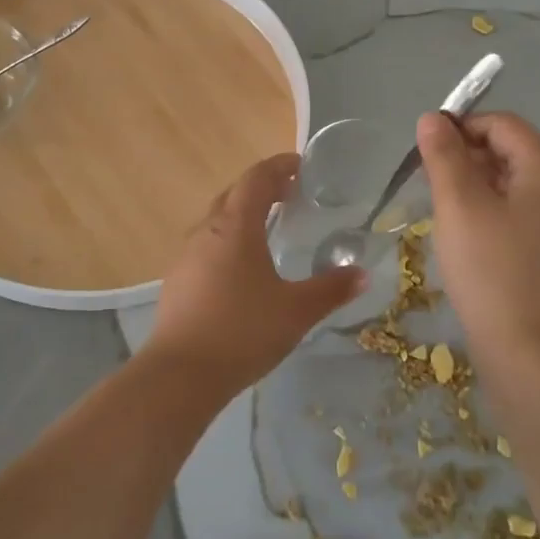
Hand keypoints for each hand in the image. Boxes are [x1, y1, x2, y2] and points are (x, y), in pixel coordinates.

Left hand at [146, 153, 365, 395]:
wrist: (181, 373)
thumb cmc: (244, 330)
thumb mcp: (296, 311)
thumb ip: (330, 290)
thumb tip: (361, 274)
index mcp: (236, 227)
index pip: (257, 179)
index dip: (278, 166)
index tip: (300, 165)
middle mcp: (207, 231)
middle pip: (234, 194)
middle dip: (262, 188)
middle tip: (289, 195)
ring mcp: (187, 255)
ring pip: (217, 220)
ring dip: (242, 214)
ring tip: (268, 228)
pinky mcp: (178, 280)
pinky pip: (207, 245)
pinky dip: (228, 240)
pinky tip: (241, 268)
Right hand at [415, 112, 539, 353]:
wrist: (527, 348)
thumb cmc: (490, 268)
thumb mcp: (458, 204)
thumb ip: (443, 155)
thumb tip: (432, 118)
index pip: (503, 124)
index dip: (462, 126)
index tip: (425, 148)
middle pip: (512, 150)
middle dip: (467, 155)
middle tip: (428, 179)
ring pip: (513, 182)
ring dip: (475, 183)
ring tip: (441, 206)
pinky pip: (520, 211)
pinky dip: (490, 208)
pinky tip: (464, 231)